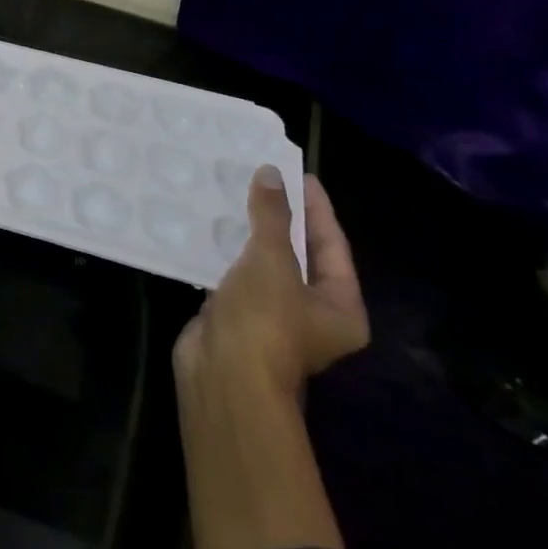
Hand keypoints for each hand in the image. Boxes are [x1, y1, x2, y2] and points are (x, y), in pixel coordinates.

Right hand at [172, 168, 367, 402]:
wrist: (223, 375)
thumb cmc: (264, 319)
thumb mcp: (272, 260)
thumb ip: (271, 215)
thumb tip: (271, 173)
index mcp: (340, 306)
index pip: (332, 244)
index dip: (316, 207)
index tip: (297, 174)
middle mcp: (312, 313)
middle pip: (299, 253)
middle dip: (280, 217)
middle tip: (262, 179)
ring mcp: (272, 315)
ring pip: (264, 263)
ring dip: (248, 232)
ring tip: (231, 194)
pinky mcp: (237, 315)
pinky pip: (235, 273)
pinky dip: (224, 250)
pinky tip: (207, 225)